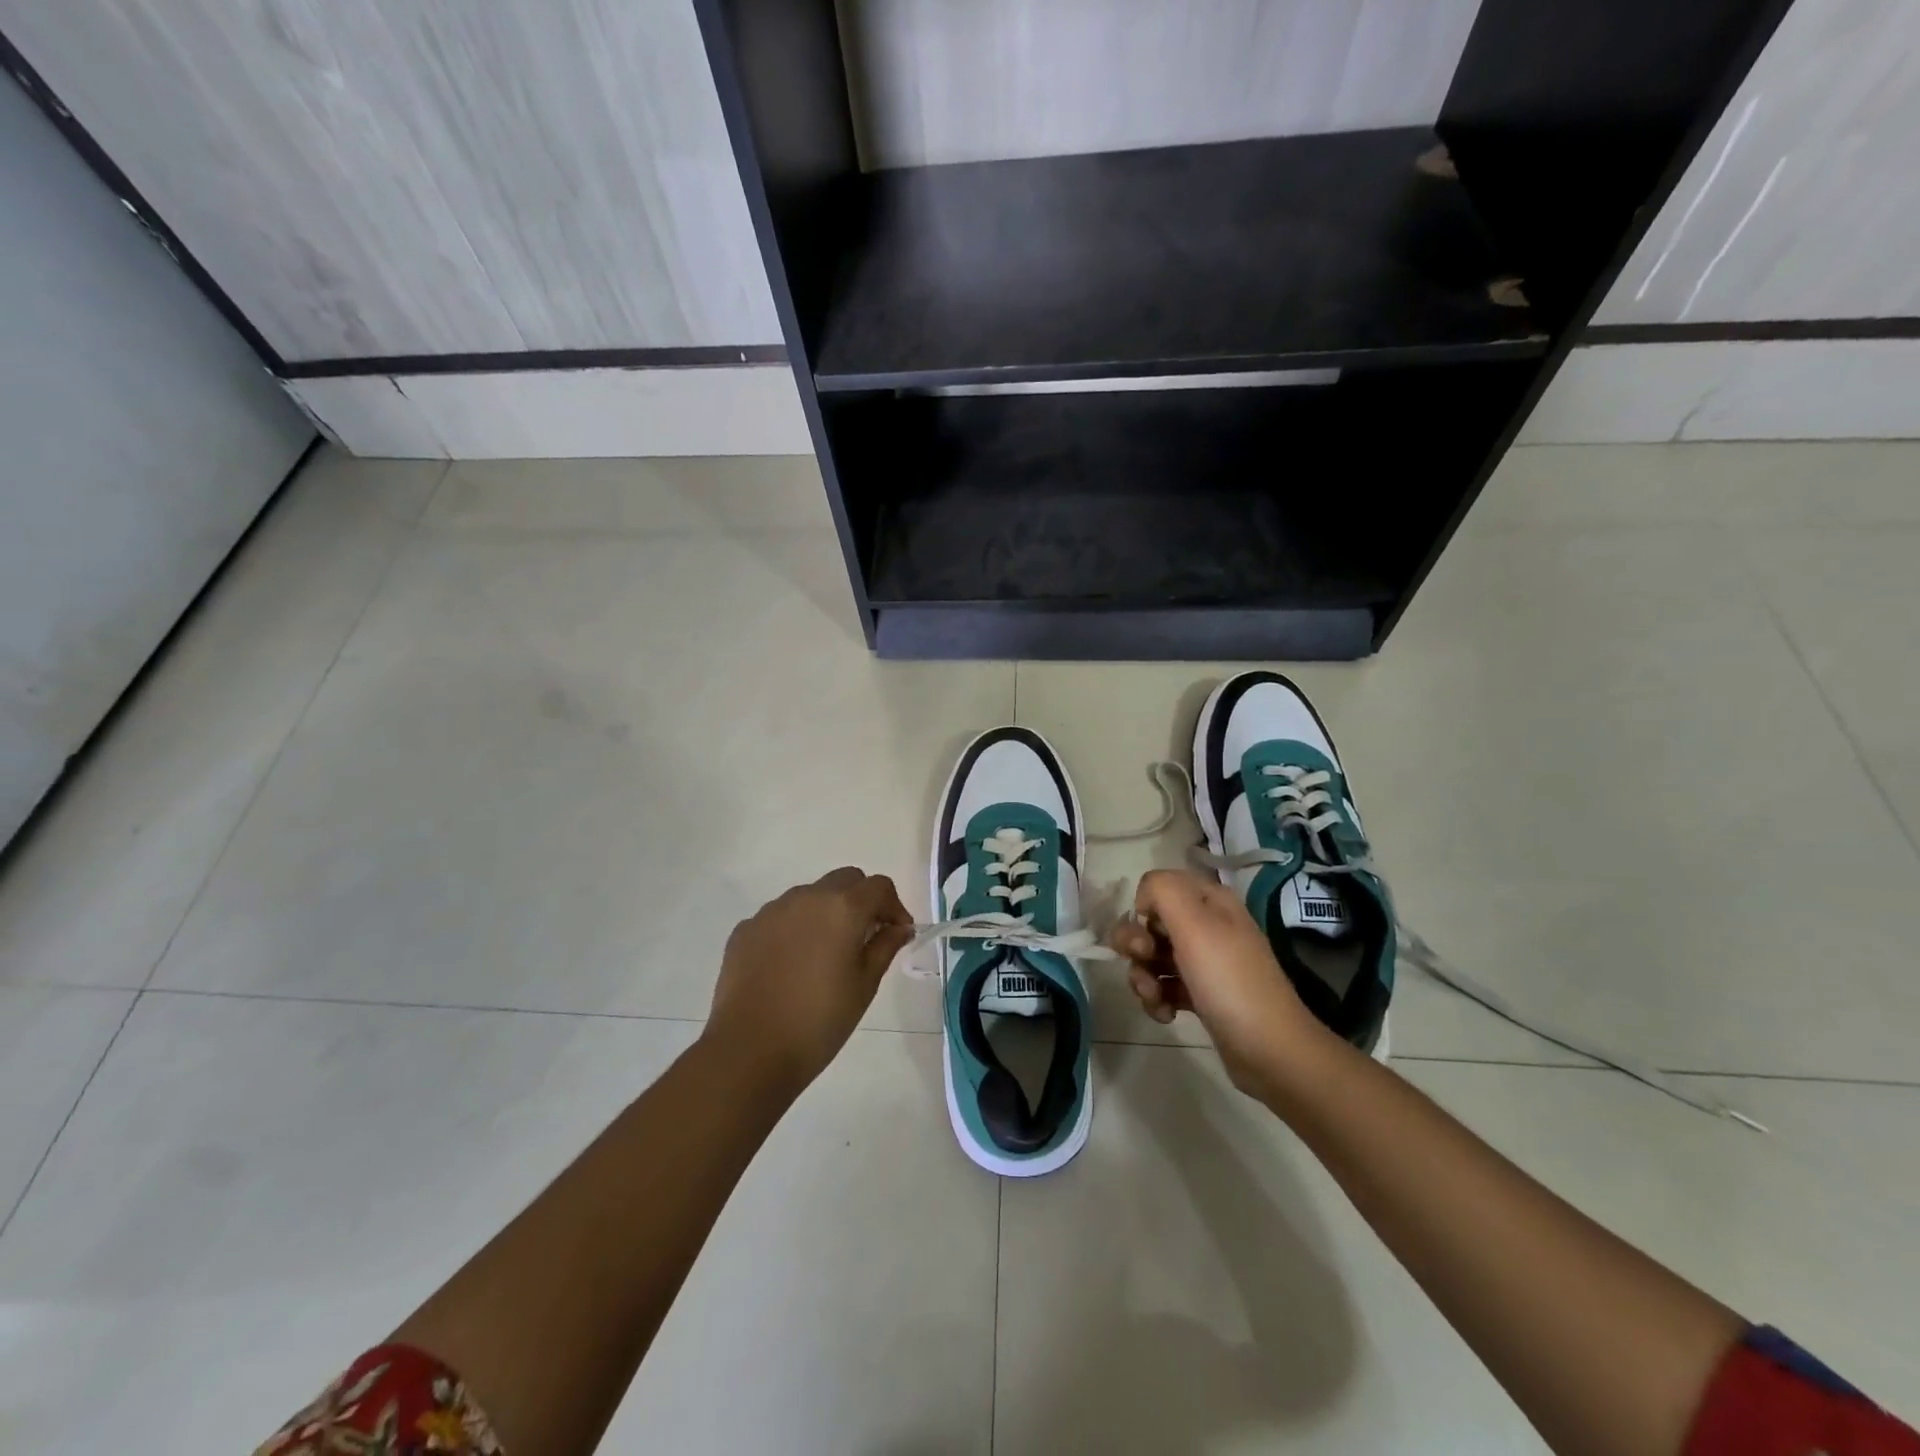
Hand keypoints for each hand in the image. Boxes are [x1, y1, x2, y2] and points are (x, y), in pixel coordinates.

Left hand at [706, 867, 914, 1095]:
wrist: (750, 1050)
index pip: (879, 886)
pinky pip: (780, 917)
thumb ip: (884, 947)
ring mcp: (771, 911)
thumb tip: (899, 928)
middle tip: (865, 938)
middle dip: (861, 901)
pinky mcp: (746, 929)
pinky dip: (794, 929)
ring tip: (825, 953)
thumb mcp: (864, 985)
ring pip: (810, 896)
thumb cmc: (819, 1020)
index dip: (894, 906)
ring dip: (826, 912)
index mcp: (842, 908)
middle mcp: (807, 897)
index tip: (897, 933)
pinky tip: (791, 965)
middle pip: (845, 881)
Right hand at [1108, 869, 1327, 1097]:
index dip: (1144, 907)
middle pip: (1151, 923)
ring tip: (1154, 998)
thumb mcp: (1195, 924)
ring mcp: (1205, 961)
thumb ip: (1162, 890)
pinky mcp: (1202, 994)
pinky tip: (1165, 1014)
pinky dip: (1157, 998)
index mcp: (1210, 901)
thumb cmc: (1229, 980)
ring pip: (1153, 957)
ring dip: (1143, 976)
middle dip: (1136, 945)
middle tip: (1144, 962)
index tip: (1148, 933)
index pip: (1159, 886)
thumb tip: (1144, 898)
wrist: (1270, 1050)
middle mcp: (1208, 925)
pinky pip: (1164, 985)